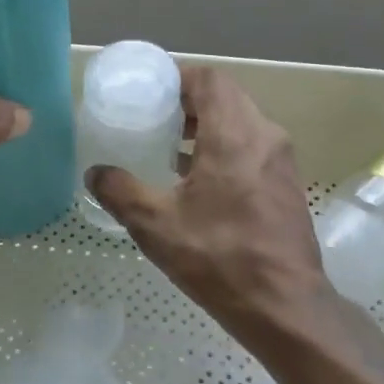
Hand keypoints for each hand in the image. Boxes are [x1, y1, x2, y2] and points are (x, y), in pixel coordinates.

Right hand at [88, 67, 325, 344]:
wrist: (285, 307)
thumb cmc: (220, 259)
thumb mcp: (156, 226)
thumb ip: (120, 191)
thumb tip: (95, 172)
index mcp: (234, 135)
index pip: (209, 79)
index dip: (178, 77)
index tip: (150, 91)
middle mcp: (265, 136)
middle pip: (226, 97)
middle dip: (189, 102)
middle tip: (154, 117)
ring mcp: (282, 161)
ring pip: (242, 122)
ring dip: (207, 126)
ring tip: (170, 147)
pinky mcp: (287, 184)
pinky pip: (253, 147)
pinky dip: (225, 148)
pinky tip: (198, 180)